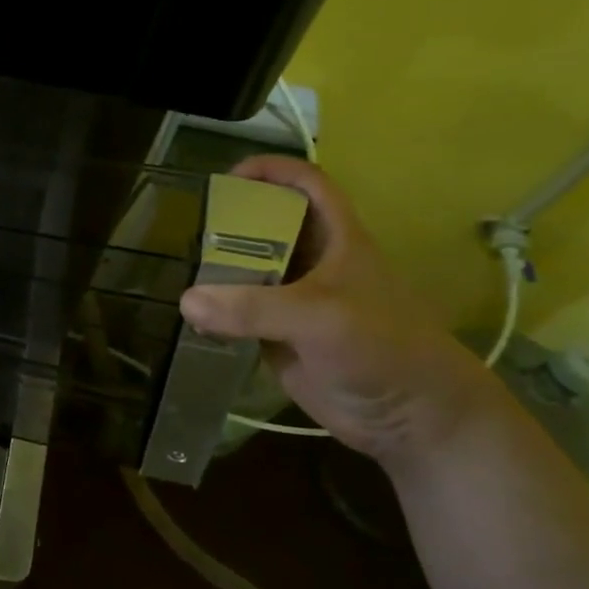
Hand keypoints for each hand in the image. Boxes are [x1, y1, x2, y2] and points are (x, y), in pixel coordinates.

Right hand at [179, 155, 503, 466]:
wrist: (409, 417)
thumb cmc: (381, 348)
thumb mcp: (320, 317)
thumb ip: (254, 307)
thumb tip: (186, 301)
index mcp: (337, 240)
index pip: (307, 186)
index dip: (273, 171)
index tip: (228, 175)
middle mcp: (313, 263)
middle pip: (267, 226)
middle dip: (230, 222)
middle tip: (188, 229)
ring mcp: (293, 301)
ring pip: (248, 271)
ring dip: (217, 269)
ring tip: (178, 267)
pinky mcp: (278, 336)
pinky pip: (239, 313)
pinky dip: (215, 311)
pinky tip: (189, 314)